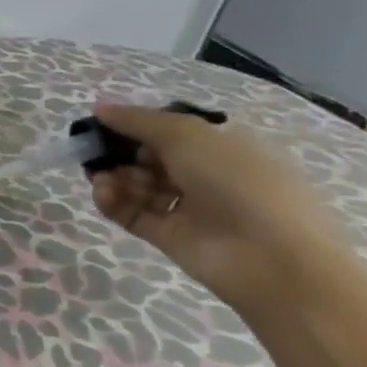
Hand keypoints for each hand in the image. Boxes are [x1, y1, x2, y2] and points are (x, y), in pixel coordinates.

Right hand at [87, 103, 362, 319]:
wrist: (270, 258)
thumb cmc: (236, 182)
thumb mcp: (187, 136)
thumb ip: (138, 120)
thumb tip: (100, 108)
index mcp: (222, 147)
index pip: (170, 131)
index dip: (135, 126)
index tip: (102, 125)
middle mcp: (206, 175)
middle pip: (150, 159)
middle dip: (121, 153)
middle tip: (96, 154)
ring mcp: (189, 208)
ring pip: (140, 187)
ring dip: (116, 178)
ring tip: (101, 179)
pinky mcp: (170, 237)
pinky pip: (134, 214)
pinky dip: (115, 202)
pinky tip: (102, 194)